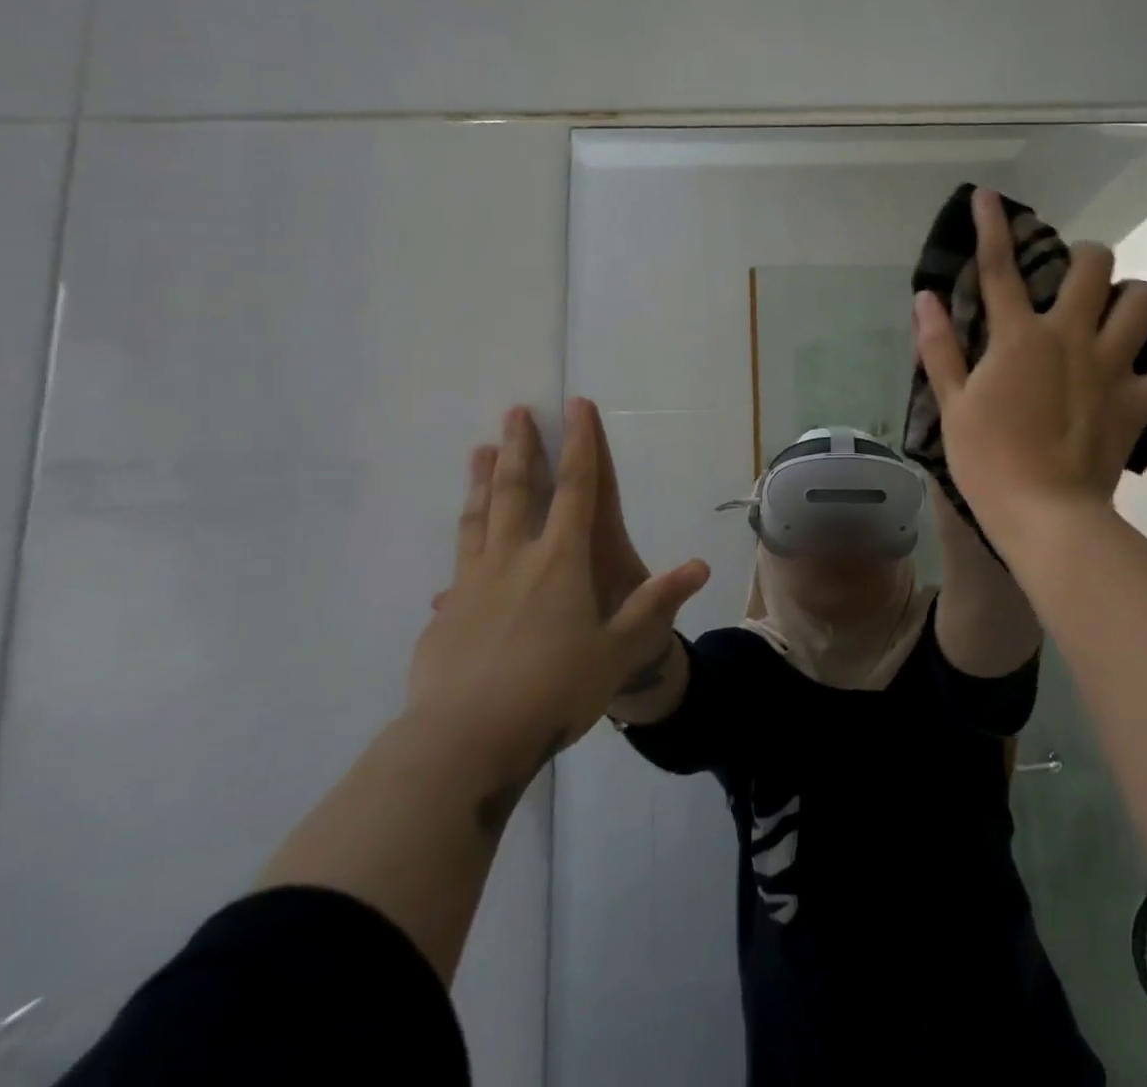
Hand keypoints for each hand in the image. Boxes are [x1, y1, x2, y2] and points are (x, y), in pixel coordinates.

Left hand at [408, 400, 709, 787]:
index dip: (579, 444)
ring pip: (479, 516)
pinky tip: (461, 542)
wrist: (465, 741)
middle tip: (515, 412)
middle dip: (520, 447)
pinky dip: (463, 538)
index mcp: (560, 561)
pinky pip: (458, 561)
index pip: (576, 489)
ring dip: (482, 479)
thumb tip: (700, 566)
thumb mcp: (618, 650)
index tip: (576, 406)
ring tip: (479, 449)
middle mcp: (515, 559)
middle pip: (516, 490)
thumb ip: (656, 605)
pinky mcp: (446, 612)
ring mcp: (473, 582)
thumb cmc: (554, 690)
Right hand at [913, 188, 1146, 525]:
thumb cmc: (987, 459)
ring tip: (1121, 310)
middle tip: (1077, 278)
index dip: (992, 226)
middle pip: (1094, 266)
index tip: (987, 196)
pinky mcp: (1141, 400)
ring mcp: (1112, 367)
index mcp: (1019, 338)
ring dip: (1134, 296)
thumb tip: (924, 298)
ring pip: (1145, 301)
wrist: (1043, 512)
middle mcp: (1070, 337)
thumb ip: (939, 347)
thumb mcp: (951, 403)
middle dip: (1087, 258)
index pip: (1000, 268)